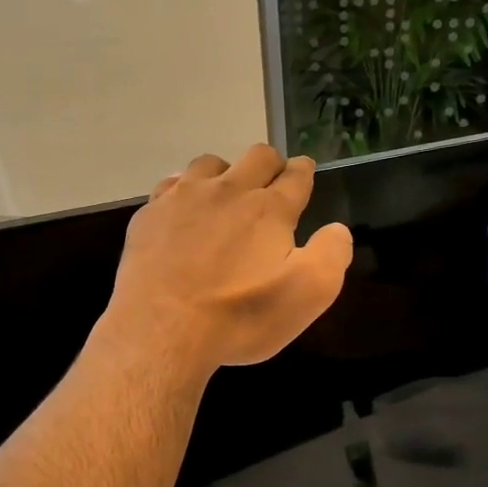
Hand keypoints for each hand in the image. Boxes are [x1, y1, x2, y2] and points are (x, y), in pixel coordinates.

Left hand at [102, 146, 352, 376]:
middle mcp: (228, 190)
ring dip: (225, 173)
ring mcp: (183, 198)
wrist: (163, 329)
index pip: (296, 176)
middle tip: (272, 181)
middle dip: (271, 164)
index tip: (304, 172)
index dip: (303, 172)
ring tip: (224, 196)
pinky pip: (170, 185)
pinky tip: (183, 212)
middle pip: (256, 156)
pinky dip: (184, 191)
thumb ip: (331, 254)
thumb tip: (337, 229)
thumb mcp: (308, 294)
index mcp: (269, 209)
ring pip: (210, 164)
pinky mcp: (150, 215)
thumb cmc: (240, 315)